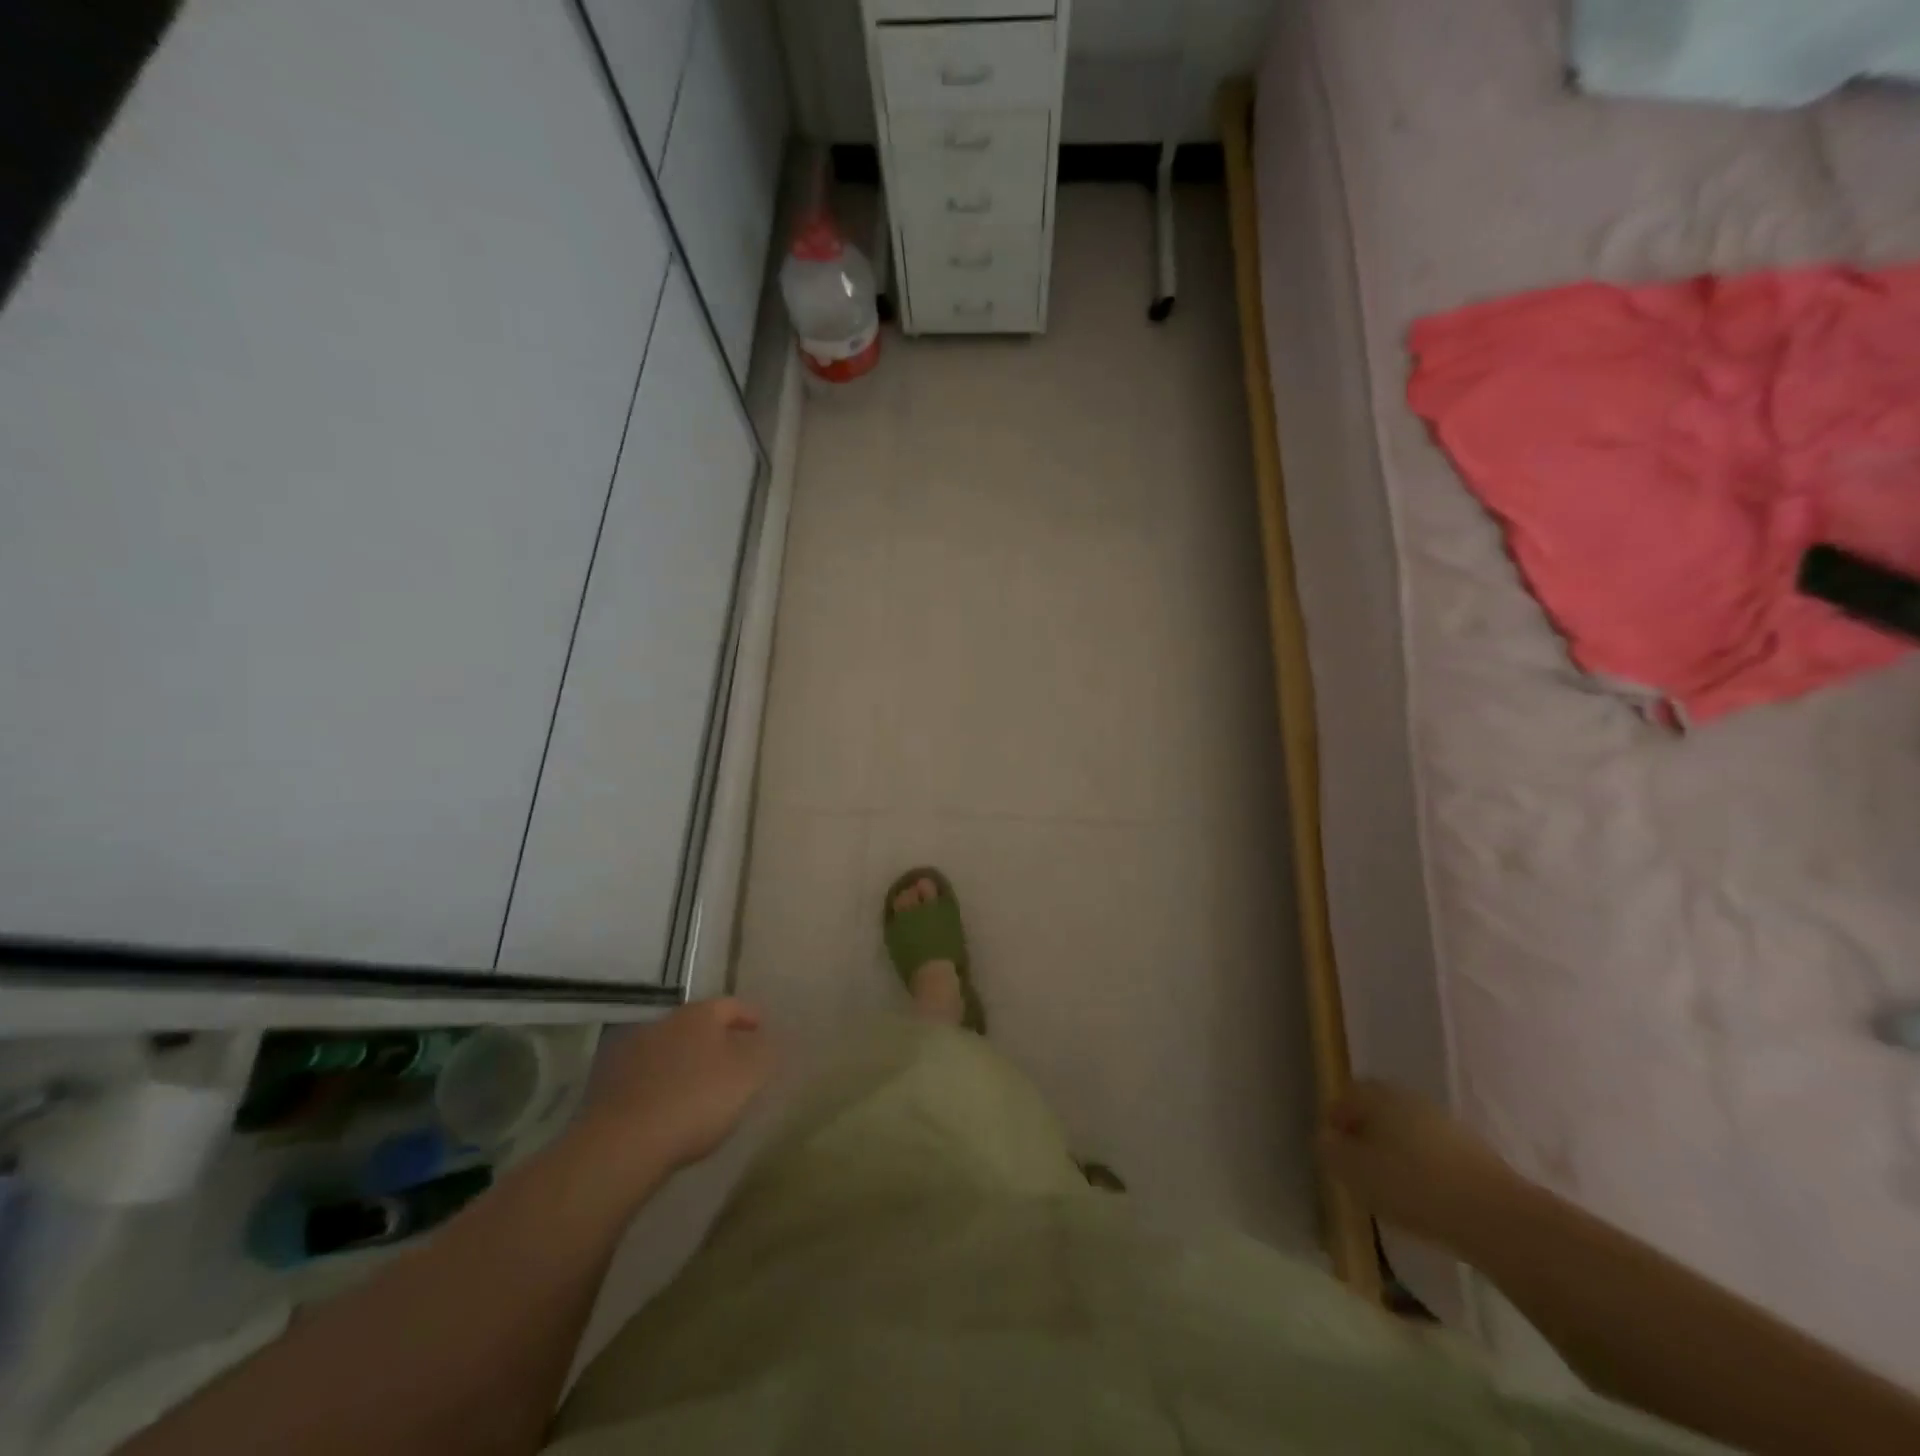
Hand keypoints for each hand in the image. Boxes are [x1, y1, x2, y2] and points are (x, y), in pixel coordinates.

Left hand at [577, 998, 774, 1180]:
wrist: (622, 1145)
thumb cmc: (695, 1101)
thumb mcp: (747, 1077)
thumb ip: (763, 1053)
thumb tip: (767, 1040)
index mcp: (699, 1015)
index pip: (731, 1005)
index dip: (749, 1016)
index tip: (762, 1029)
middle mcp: (663, 1022)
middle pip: (697, 1025)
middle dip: (715, 1039)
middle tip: (732, 1060)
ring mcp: (630, 1051)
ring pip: (668, 1049)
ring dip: (684, 1061)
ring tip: (699, 1087)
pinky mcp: (606, 1084)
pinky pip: (644, 1076)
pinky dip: (659, 1084)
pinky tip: (666, 1107)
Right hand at [1320, 1079, 1520, 1245]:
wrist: (1498, 1218)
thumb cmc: (1413, 1186)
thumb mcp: (1354, 1171)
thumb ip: (1330, 1150)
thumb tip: (1326, 1138)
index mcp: (1379, 1095)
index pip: (1346, 1095)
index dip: (1335, 1119)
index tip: (1331, 1149)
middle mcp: (1411, 1099)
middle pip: (1378, 1111)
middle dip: (1365, 1134)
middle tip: (1357, 1166)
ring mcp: (1446, 1124)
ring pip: (1407, 1132)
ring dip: (1395, 1152)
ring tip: (1391, 1187)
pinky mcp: (1474, 1154)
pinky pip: (1434, 1154)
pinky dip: (1423, 1169)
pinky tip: (1424, 1197)